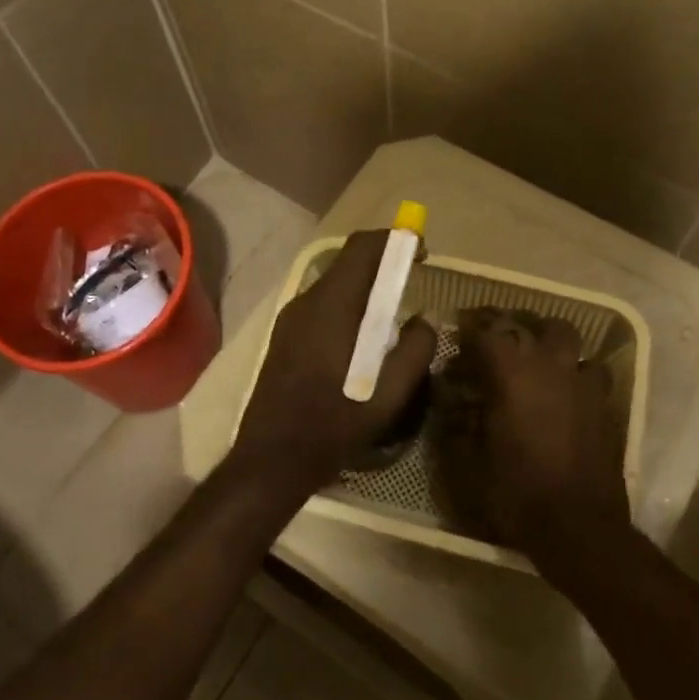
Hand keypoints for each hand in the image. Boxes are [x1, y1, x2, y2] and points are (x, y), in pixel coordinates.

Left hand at [225, 230, 437, 503]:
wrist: (272, 458)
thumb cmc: (334, 425)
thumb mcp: (389, 394)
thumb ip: (415, 350)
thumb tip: (426, 320)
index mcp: (332, 306)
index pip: (362, 248)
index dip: (395, 241)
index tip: (422, 252)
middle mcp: (307, 301)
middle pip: (348, 262)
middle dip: (383, 261)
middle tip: (413, 278)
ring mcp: (290, 319)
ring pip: (335, 284)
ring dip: (366, 285)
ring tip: (393, 310)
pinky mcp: (285, 337)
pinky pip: (323, 305)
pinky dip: (349, 305)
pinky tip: (363, 337)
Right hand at [444, 310, 630, 582]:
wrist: (578, 528)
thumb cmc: (516, 492)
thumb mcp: (471, 461)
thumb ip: (461, 424)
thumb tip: (455, 405)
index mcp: (512, 375)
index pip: (488, 332)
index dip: (471, 327)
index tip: (461, 328)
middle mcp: (551, 368)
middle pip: (542, 325)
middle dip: (522, 326)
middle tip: (504, 341)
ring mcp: (585, 385)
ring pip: (574, 344)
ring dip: (556, 347)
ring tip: (542, 363)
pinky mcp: (606, 407)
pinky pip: (593, 374)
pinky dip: (577, 376)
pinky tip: (567, 395)